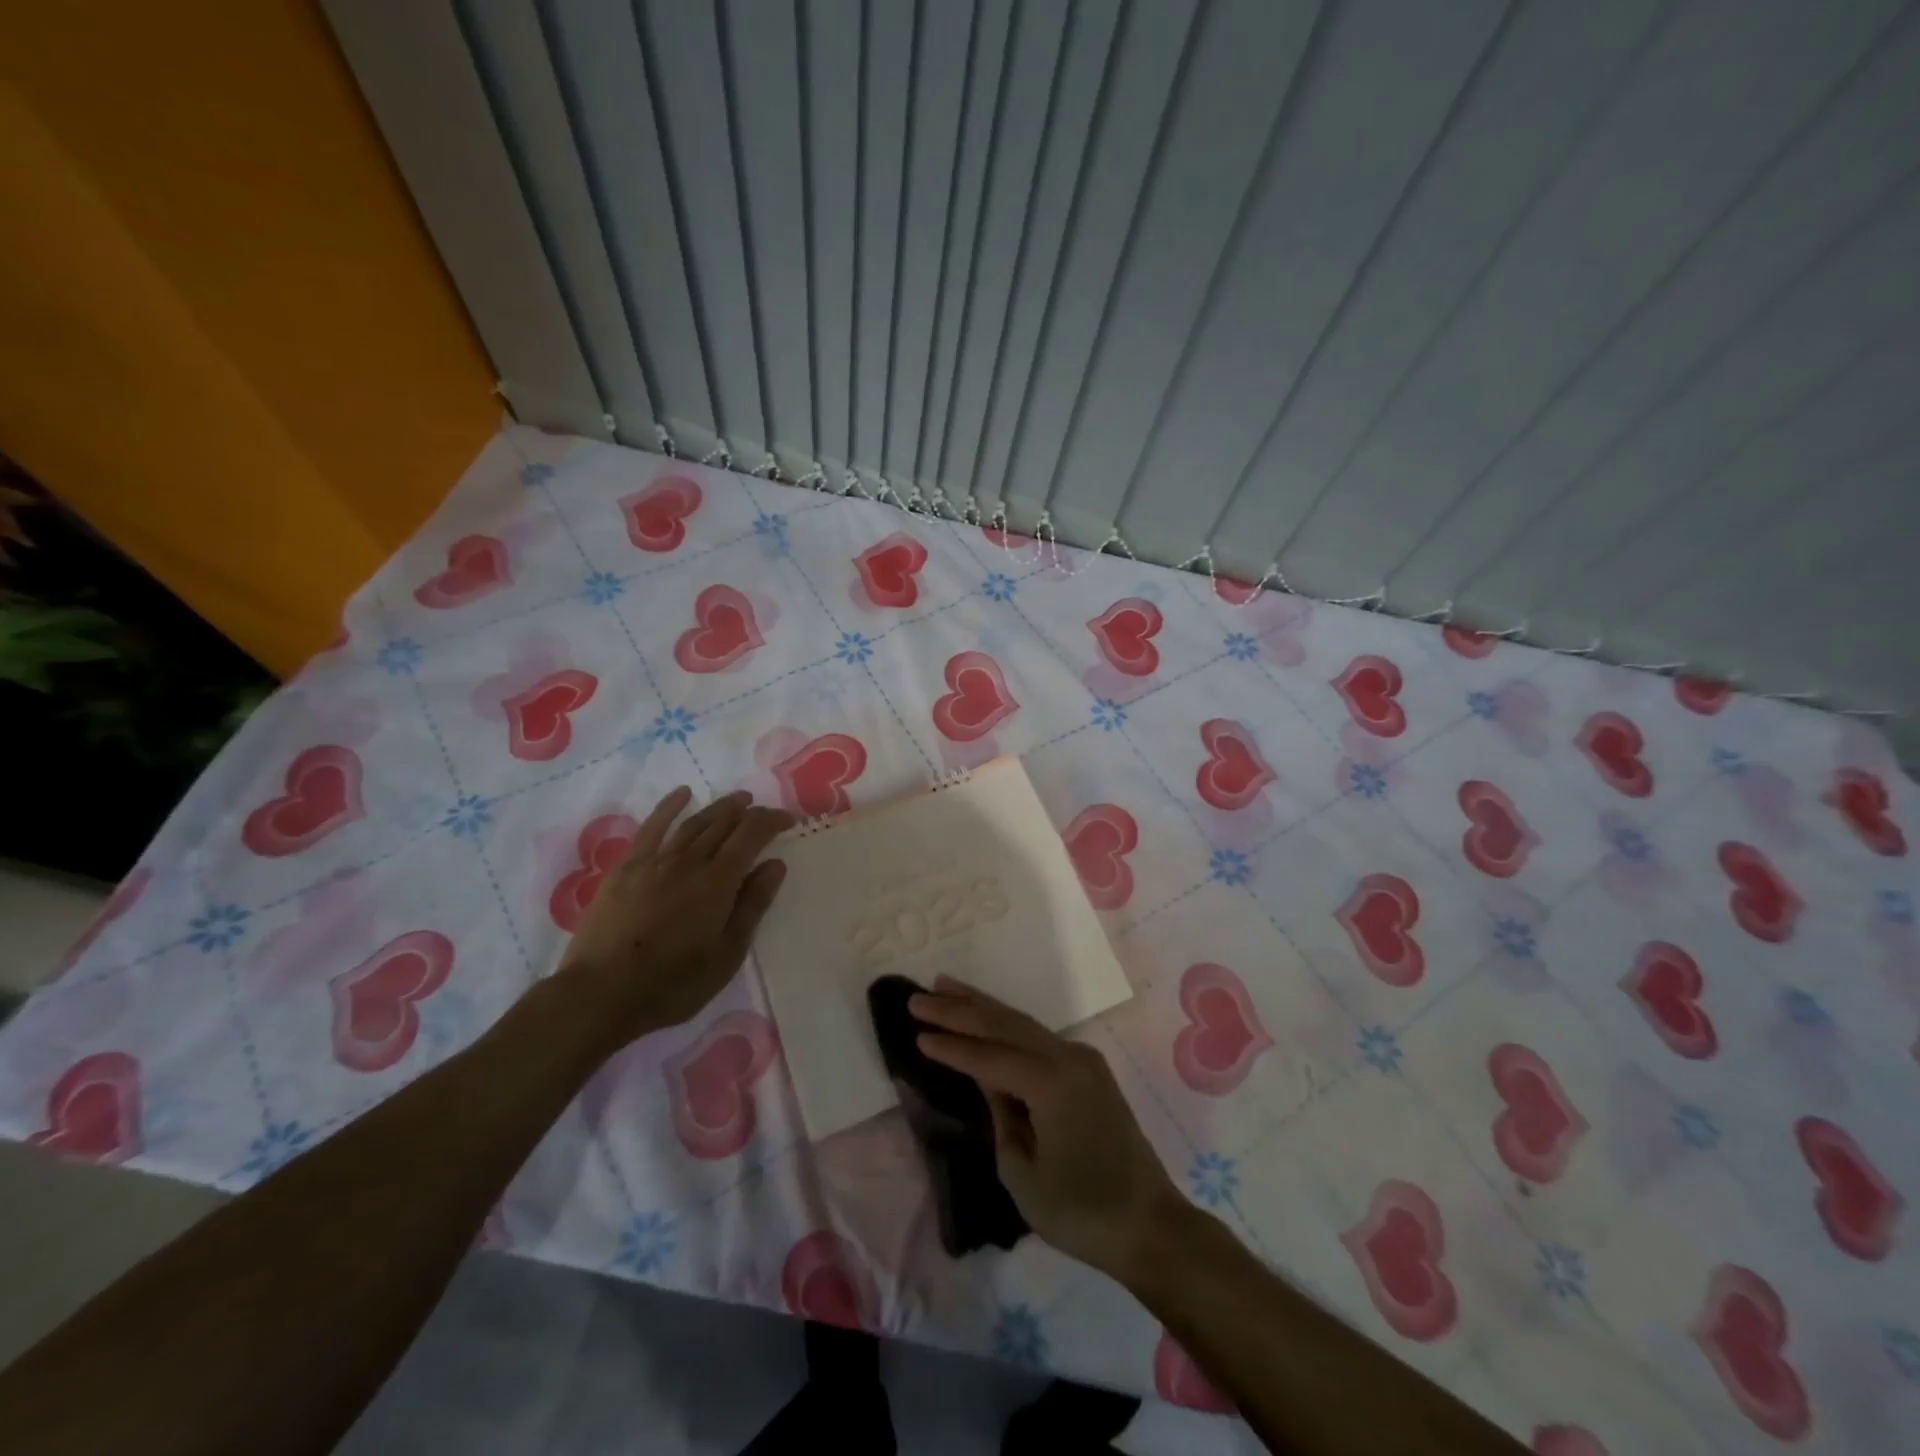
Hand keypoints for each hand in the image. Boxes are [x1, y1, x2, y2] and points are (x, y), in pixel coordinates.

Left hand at [557, 787, 793, 1041]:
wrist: (601, 993)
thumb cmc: (674, 982)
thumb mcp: (727, 953)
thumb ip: (753, 904)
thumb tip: (776, 864)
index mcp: (718, 881)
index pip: (751, 834)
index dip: (772, 821)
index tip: (788, 820)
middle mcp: (689, 860)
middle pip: (724, 824)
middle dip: (749, 813)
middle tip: (764, 811)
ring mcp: (655, 860)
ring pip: (693, 823)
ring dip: (719, 808)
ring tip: (737, 800)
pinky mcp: (626, 867)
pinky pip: (652, 827)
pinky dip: (669, 807)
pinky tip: (681, 794)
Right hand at [912, 977, 1185, 1282]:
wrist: (1150, 1225)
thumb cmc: (1082, 1212)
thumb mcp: (1023, 1174)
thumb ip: (1001, 1117)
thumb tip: (991, 1083)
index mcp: (1051, 1083)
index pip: (989, 1057)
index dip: (951, 1046)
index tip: (916, 1032)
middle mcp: (1068, 1058)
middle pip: (1005, 1024)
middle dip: (960, 1008)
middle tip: (920, 997)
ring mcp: (1082, 1060)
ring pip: (1022, 1023)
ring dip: (982, 1006)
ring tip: (945, 987)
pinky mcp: (1088, 1070)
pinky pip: (1038, 1037)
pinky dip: (1006, 1025)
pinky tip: (985, 1017)